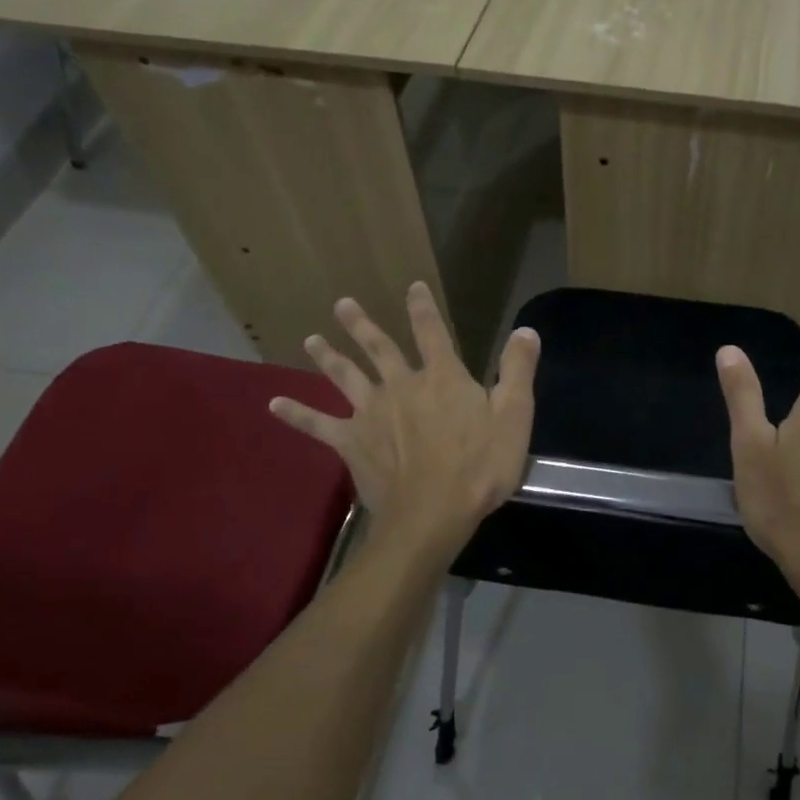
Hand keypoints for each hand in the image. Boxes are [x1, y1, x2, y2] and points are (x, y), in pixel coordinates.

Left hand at [269, 282, 539, 558]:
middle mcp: (401, 385)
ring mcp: (371, 413)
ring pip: (346, 377)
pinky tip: (273, 404)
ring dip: (328, 356)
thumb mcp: (515, 415)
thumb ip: (518, 369)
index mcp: (442, 377)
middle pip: (379, 348)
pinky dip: (296, 414)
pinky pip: (318, 425)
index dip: (423, 307)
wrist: (433, 512)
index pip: (432, 332)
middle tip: (342, 304)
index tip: (413, 286)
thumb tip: (526, 329)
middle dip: (361, 325)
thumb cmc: (480, 465)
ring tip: (311, 339)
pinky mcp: (351, 442)